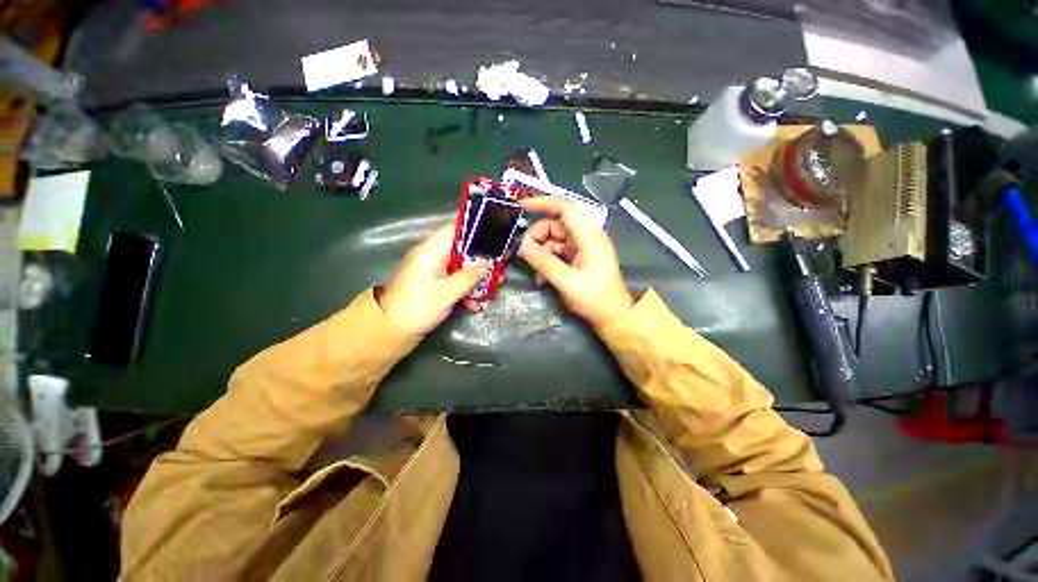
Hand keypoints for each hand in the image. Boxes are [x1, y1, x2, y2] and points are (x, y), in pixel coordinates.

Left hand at [378, 225, 490, 334]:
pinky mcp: (434, 283)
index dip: (475, 232)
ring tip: (495, 285)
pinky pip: (454, 280)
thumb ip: (468, 277)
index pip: (454, 230)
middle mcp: (432, 257)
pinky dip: (466, 289)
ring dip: (476, 277)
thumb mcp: (446, 293)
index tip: (495, 240)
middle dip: (481, 259)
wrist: (390, 330)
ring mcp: (433, 271)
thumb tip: (487, 264)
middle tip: (500, 266)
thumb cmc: (417, 308)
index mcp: (430, 252)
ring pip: (461, 266)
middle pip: (462, 249)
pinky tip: (475, 303)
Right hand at [518, 197, 633, 328]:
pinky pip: (558, 252)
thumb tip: (524, 247)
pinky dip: (548, 261)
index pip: (565, 208)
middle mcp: (586, 236)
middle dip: (537, 237)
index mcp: (588, 236)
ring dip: (541, 253)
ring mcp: (583, 247)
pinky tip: (542, 278)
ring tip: (536, 273)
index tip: (522, 206)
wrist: (613, 316)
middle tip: (524, 254)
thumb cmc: (595, 298)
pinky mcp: (579, 257)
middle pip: (555, 225)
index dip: (543, 203)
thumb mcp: (567, 282)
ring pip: (554, 240)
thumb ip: (545, 262)